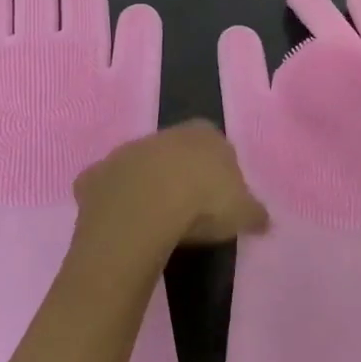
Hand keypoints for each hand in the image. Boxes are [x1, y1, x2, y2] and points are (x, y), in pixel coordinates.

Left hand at [74, 120, 267, 260]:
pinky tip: (121, 227)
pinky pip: (105, 188)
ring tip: (155, 223)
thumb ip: (254, 212)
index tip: (220, 200)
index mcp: (203, 135)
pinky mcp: (95, 175)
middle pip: (175, 153)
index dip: (218, 172)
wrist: (144, 211)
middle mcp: (163, 135)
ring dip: (145, 187)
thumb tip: (264, 220)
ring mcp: (125, 152)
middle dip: (180, 176)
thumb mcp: (243, 211)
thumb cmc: (203, 203)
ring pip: (138, 168)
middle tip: (187, 212)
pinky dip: (110, 202)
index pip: (216, 145)